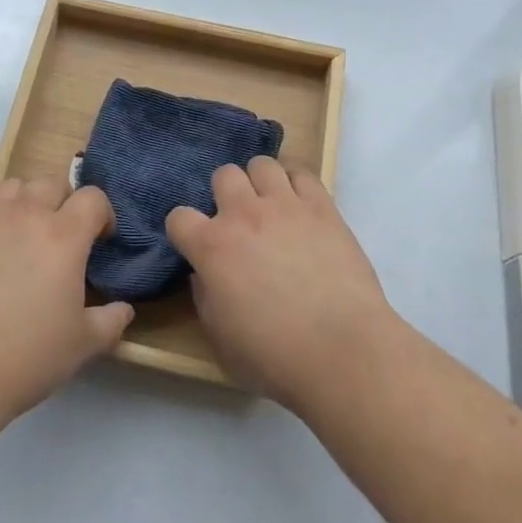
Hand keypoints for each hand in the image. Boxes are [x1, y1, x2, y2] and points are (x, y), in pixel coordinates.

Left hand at [0, 176, 133, 426]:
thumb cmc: (25, 358)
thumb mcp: (81, 346)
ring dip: (23, 204)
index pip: (93, 198)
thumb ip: (110, 321)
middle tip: (60, 238)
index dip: (102, 214)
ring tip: (20, 237)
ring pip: (11, 188)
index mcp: (63, 235)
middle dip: (63, 203)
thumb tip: (124, 308)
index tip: (100, 238)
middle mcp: (25, 214)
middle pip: (51, 183)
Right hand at [166, 157, 398, 414]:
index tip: (194, 246)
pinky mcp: (320, 205)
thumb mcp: (221, 340)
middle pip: (223, 175)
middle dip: (225, 195)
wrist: (342, 351)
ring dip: (260, 183)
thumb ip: (205, 297)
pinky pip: (301, 173)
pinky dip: (296, 185)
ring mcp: (284, 204)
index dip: (183, 231)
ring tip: (270, 207)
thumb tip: (205, 274)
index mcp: (212, 247)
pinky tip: (300, 206)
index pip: (178, 217)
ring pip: (261, 164)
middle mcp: (243, 214)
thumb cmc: (276, 357)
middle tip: (239, 222)